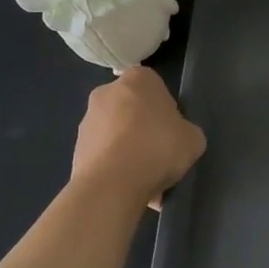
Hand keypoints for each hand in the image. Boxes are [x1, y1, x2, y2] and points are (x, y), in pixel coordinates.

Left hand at [70, 67, 205, 208]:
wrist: (111, 185)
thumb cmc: (157, 148)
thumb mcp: (193, 139)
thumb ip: (186, 131)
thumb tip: (177, 138)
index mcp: (138, 79)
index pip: (156, 87)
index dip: (166, 110)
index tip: (172, 131)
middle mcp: (107, 92)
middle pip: (132, 109)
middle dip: (144, 129)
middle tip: (159, 154)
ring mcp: (87, 121)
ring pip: (117, 134)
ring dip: (128, 151)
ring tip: (144, 180)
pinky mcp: (76, 149)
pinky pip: (104, 156)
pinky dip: (115, 168)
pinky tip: (128, 188)